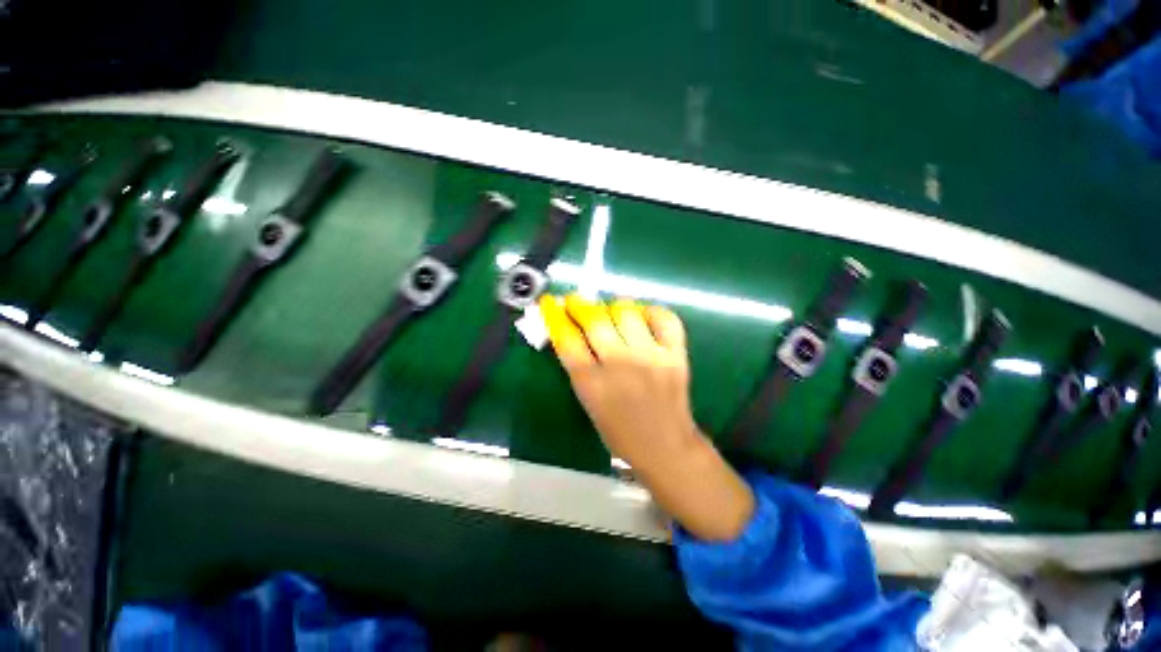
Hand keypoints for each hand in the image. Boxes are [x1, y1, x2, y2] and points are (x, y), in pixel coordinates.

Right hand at [541, 294, 697, 471]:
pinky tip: (643, 316)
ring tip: (610, 311)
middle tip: (575, 301)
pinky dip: (651, 311)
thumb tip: (570, 331)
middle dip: (579, 304)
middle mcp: (621, 366)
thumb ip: (579, 368)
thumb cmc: (620, 432)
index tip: (551, 303)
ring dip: (612, 306)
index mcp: (593, 385)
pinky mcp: (676, 355)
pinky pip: (664, 318)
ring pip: (627, 311)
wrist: (666, 447)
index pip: (567, 339)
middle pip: (594, 319)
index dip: (555, 316)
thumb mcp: (589, 402)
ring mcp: (651, 357)